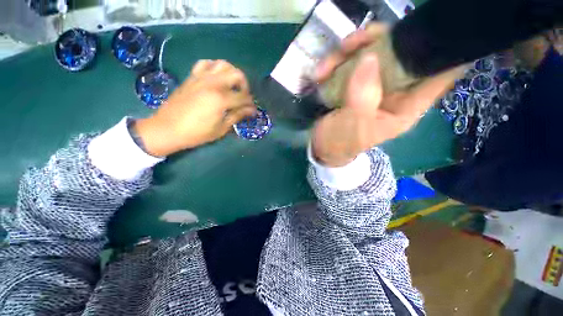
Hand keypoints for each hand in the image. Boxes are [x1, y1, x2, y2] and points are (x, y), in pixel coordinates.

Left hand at [134, 60, 255, 156]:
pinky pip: (206, 64)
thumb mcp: (221, 128)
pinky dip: (215, 67)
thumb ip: (237, 116)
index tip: (253, 111)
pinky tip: (217, 77)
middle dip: (245, 86)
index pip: (244, 97)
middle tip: (244, 97)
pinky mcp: (192, 77)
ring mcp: (201, 78)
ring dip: (232, 73)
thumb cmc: (197, 133)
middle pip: (237, 75)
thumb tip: (250, 111)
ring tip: (233, 85)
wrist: (167, 129)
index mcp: (221, 99)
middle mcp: (213, 84)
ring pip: (223, 64)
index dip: (251, 105)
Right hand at [312, 24, 464, 166]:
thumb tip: (369, 58)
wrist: (321, 147)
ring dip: (347, 53)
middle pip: (400, 53)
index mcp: (405, 106)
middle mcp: (394, 92)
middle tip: (350, 44)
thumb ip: (363, 97)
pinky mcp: (354, 83)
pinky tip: (319, 74)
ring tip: (324, 68)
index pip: (438, 75)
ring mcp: (373, 85)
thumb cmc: (340, 143)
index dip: (438, 50)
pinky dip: (334, 63)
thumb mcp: (353, 125)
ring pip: (372, 53)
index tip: (421, 31)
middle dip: (377, 42)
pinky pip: (349, 62)